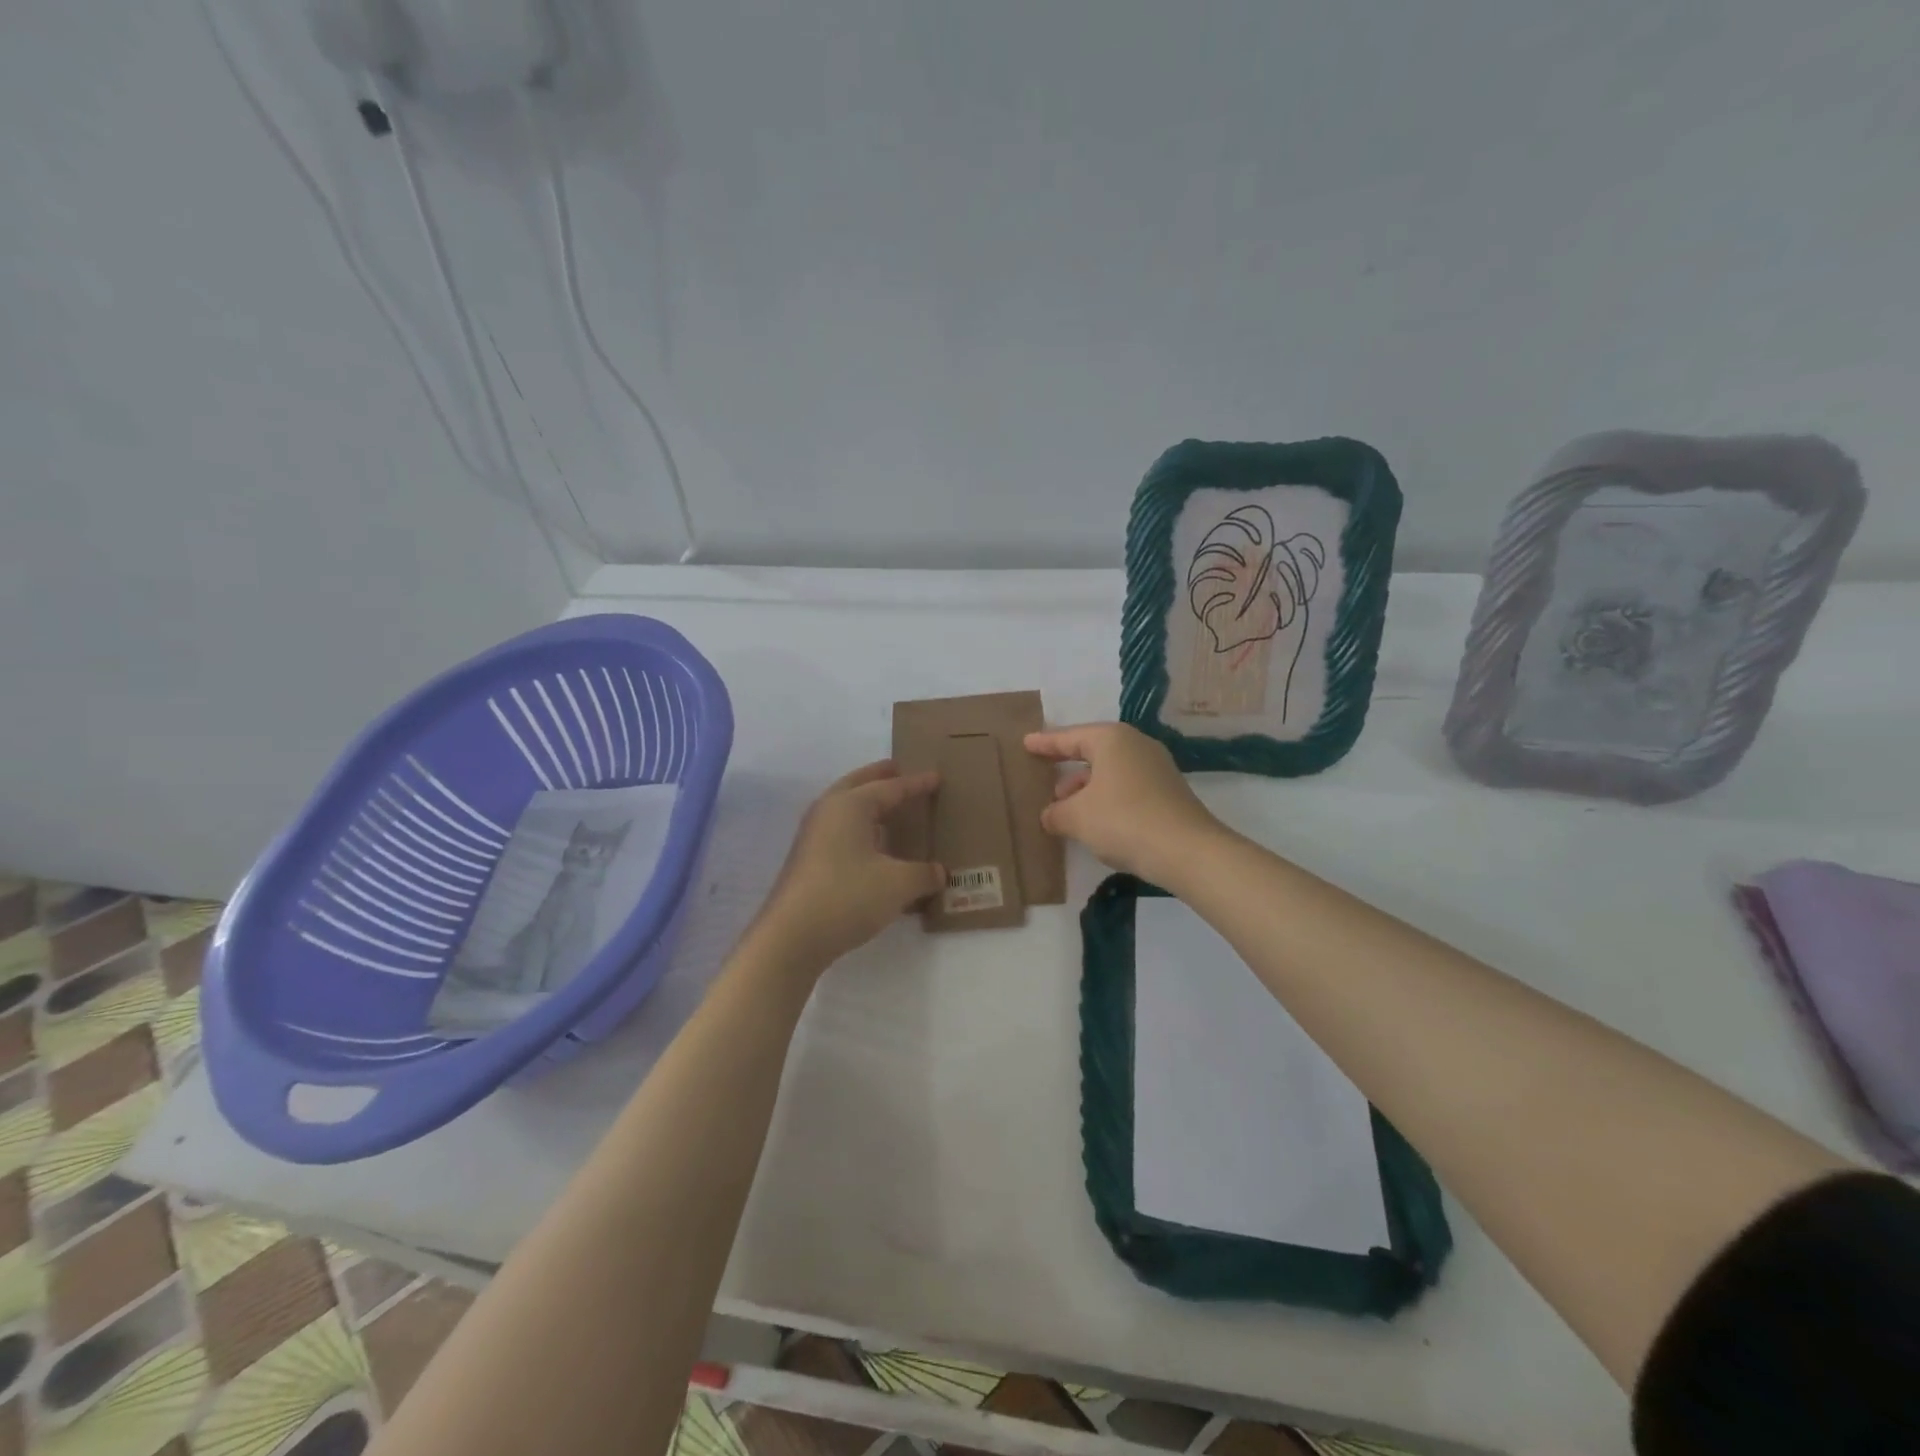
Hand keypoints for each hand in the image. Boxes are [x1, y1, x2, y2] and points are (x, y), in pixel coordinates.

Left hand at [753, 761, 943, 970]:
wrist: (792, 937)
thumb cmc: (848, 896)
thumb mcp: (898, 884)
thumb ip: (923, 874)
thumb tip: (940, 872)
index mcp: (850, 805)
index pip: (890, 788)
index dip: (915, 784)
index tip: (936, 777)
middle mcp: (828, 812)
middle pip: (857, 785)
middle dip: (879, 778)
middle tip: (899, 769)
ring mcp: (813, 837)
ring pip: (845, 808)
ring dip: (866, 804)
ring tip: (889, 808)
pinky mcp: (808, 861)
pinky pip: (840, 831)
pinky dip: (859, 829)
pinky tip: (873, 848)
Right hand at [1025, 722, 1221, 880]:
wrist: (1187, 851)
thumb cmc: (1123, 821)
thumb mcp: (1077, 818)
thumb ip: (1056, 813)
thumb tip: (1050, 815)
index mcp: (1111, 739)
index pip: (1070, 737)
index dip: (1045, 743)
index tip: (1026, 743)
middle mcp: (1136, 746)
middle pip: (1092, 752)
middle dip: (1067, 768)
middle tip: (1044, 778)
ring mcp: (1156, 769)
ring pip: (1110, 772)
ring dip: (1085, 789)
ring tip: (1064, 810)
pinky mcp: (1167, 793)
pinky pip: (1126, 788)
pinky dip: (1105, 800)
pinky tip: (1094, 822)